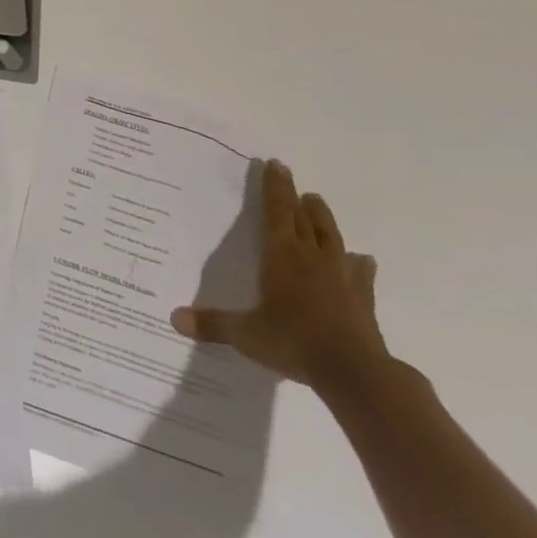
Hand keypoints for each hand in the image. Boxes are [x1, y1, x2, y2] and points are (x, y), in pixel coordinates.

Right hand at [171, 159, 385, 394]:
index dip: (274, 187)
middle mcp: (312, 257)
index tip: (275, 164)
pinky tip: (363, 259)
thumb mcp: (246, 334)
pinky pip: (361, 273)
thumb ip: (212, 324)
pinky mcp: (363, 299)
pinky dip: (360, 264)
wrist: (355, 373)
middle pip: (304, 218)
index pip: (277, 211)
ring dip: (323, 218)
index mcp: (282, 255)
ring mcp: (341, 276)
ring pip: (331, 237)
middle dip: (295, 196)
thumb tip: (173, 318)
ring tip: (317, 202)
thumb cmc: (294, 342)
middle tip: (291, 177)